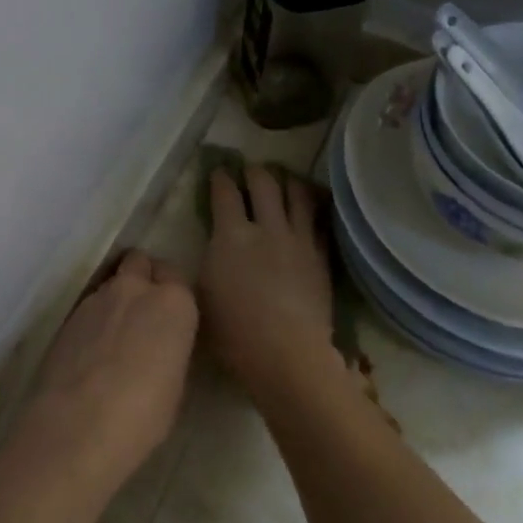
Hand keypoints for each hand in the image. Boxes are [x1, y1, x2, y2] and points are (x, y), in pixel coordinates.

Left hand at [24, 250, 197, 489]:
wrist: (77, 427)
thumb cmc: (143, 414)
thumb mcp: (175, 385)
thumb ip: (170, 350)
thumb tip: (158, 348)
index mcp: (173, 303)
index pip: (175, 275)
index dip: (171, 292)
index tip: (170, 316)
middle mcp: (135, 289)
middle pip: (139, 262)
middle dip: (141, 277)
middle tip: (142, 311)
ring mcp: (96, 299)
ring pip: (110, 283)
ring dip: (114, 299)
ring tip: (113, 334)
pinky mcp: (66, 317)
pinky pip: (87, 307)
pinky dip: (92, 320)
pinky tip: (90, 351)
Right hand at [200, 166, 341, 403]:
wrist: (287, 353)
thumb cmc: (234, 333)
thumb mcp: (202, 296)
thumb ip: (207, 263)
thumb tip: (210, 248)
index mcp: (231, 235)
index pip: (225, 193)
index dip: (220, 177)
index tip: (218, 171)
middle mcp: (266, 227)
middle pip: (264, 183)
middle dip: (254, 171)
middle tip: (251, 169)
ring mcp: (298, 239)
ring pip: (297, 194)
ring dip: (288, 180)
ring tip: (285, 177)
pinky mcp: (321, 256)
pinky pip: (319, 221)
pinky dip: (313, 207)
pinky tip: (312, 207)